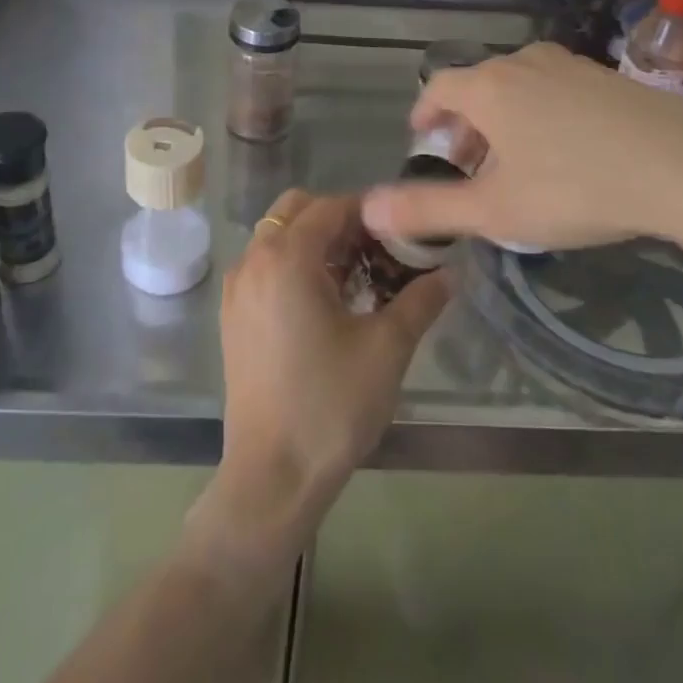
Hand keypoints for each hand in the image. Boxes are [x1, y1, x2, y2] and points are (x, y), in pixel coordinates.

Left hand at [201, 189, 449, 559]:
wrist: (272, 476)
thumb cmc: (331, 405)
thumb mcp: (387, 349)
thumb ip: (420, 301)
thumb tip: (450, 274)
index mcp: (287, 258)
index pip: (330, 207)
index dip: (367, 211)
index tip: (399, 230)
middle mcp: (254, 261)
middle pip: (295, 211)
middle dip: (336, 219)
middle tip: (375, 250)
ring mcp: (237, 288)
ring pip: (276, 237)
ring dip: (313, 241)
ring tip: (354, 277)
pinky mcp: (232, 315)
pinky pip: (263, 265)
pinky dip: (291, 264)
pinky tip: (322, 303)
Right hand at [361, 41, 682, 256]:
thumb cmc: (576, 187)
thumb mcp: (495, 211)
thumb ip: (428, 210)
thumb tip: (368, 210)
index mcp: (488, 87)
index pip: (438, 88)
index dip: (424, 113)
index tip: (422, 138)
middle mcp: (523, 63)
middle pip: (477, 87)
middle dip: (464, 125)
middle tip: (466, 164)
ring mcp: (570, 65)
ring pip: (518, 87)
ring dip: (503, 120)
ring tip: (514, 162)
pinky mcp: (609, 77)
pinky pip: (555, 89)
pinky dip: (541, 114)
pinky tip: (565, 152)